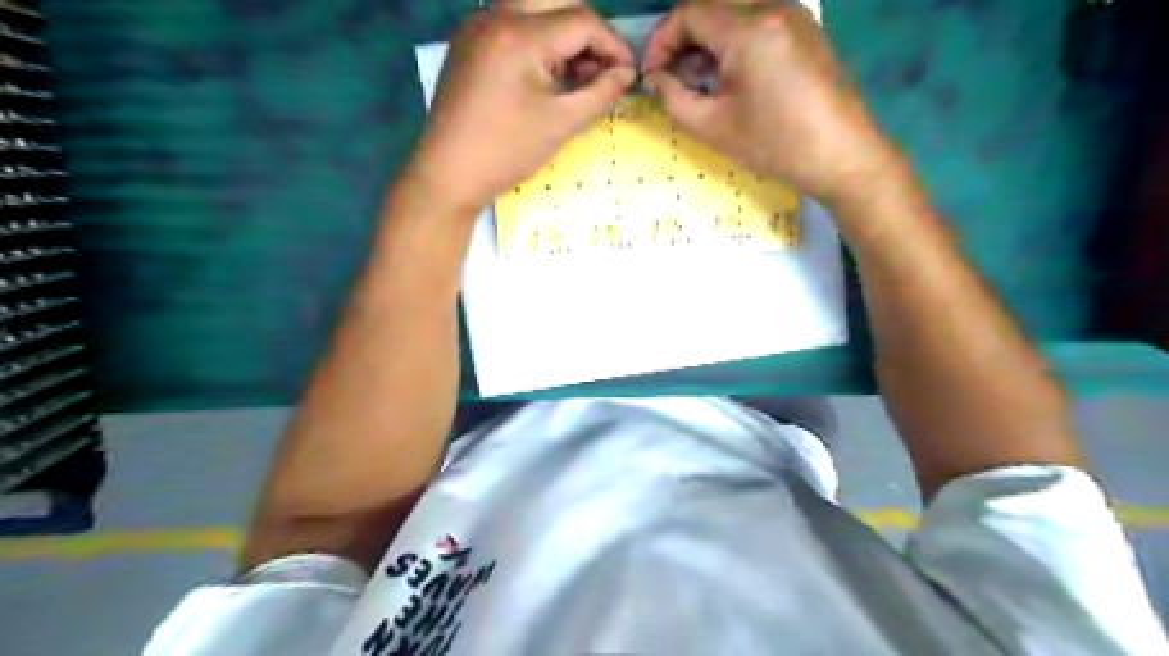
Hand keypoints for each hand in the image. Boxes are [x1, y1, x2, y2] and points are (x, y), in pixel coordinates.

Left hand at [404, 0, 638, 213]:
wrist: (447, 173)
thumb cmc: (506, 151)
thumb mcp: (561, 124)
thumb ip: (600, 93)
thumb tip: (625, 74)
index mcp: (520, 35)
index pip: (582, 21)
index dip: (613, 45)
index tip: (628, 74)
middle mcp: (496, 16)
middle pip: (558, 2)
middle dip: (588, 33)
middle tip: (602, 71)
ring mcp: (477, 26)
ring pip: (534, 9)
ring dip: (563, 34)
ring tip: (575, 76)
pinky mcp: (468, 43)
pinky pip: (512, 24)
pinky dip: (537, 40)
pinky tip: (545, 75)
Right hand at [639, 1, 895, 204]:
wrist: (839, 155)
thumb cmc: (773, 145)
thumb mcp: (711, 127)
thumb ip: (673, 97)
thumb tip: (654, 78)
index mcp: (750, 30)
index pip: (690, 13)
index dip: (662, 41)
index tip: (651, 75)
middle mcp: (773, 7)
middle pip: (712, 7)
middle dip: (682, 40)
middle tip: (670, 77)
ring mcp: (794, 13)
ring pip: (734, 11)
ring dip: (707, 40)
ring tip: (696, 79)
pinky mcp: (805, 27)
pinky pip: (757, 20)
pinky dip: (732, 40)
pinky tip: (728, 74)